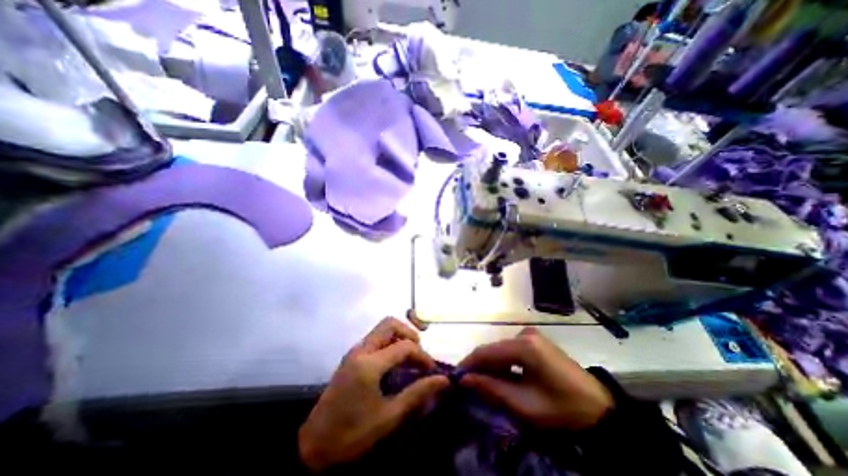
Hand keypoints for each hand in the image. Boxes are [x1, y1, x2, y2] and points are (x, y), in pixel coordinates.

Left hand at [297, 320, 449, 471]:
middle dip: (409, 333)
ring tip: (409, 357)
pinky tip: (395, 362)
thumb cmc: (352, 434)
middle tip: (419, 354)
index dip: (422, 356)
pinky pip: (375, 338)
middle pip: (390, 324)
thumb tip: (443, 381)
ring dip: (399, 336)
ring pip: (382, 328)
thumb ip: (417, 394)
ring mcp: (355, 351)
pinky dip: (390, 342)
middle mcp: (361, 350)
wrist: (313, 445)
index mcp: (369, 364)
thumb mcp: (388, 416)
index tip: (432, 371)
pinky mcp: (352, 356)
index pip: (404, 346)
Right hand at [461, 327, 613, 430]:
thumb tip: (465, 379)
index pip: (486, 351)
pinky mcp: (536, 342)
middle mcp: (525, 334)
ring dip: (491, 365)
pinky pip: (512, 350)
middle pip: (493, 349)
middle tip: (469, 384)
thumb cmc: (561, 408)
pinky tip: (503, 377)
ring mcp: (531, 336)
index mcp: (523, 346)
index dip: (469, 363)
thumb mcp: (524, 404)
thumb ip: (492, 389)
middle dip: (480, 366)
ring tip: (484, 383)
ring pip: (501, 349)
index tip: (456, 377)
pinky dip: (504, 363)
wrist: (599, 409)